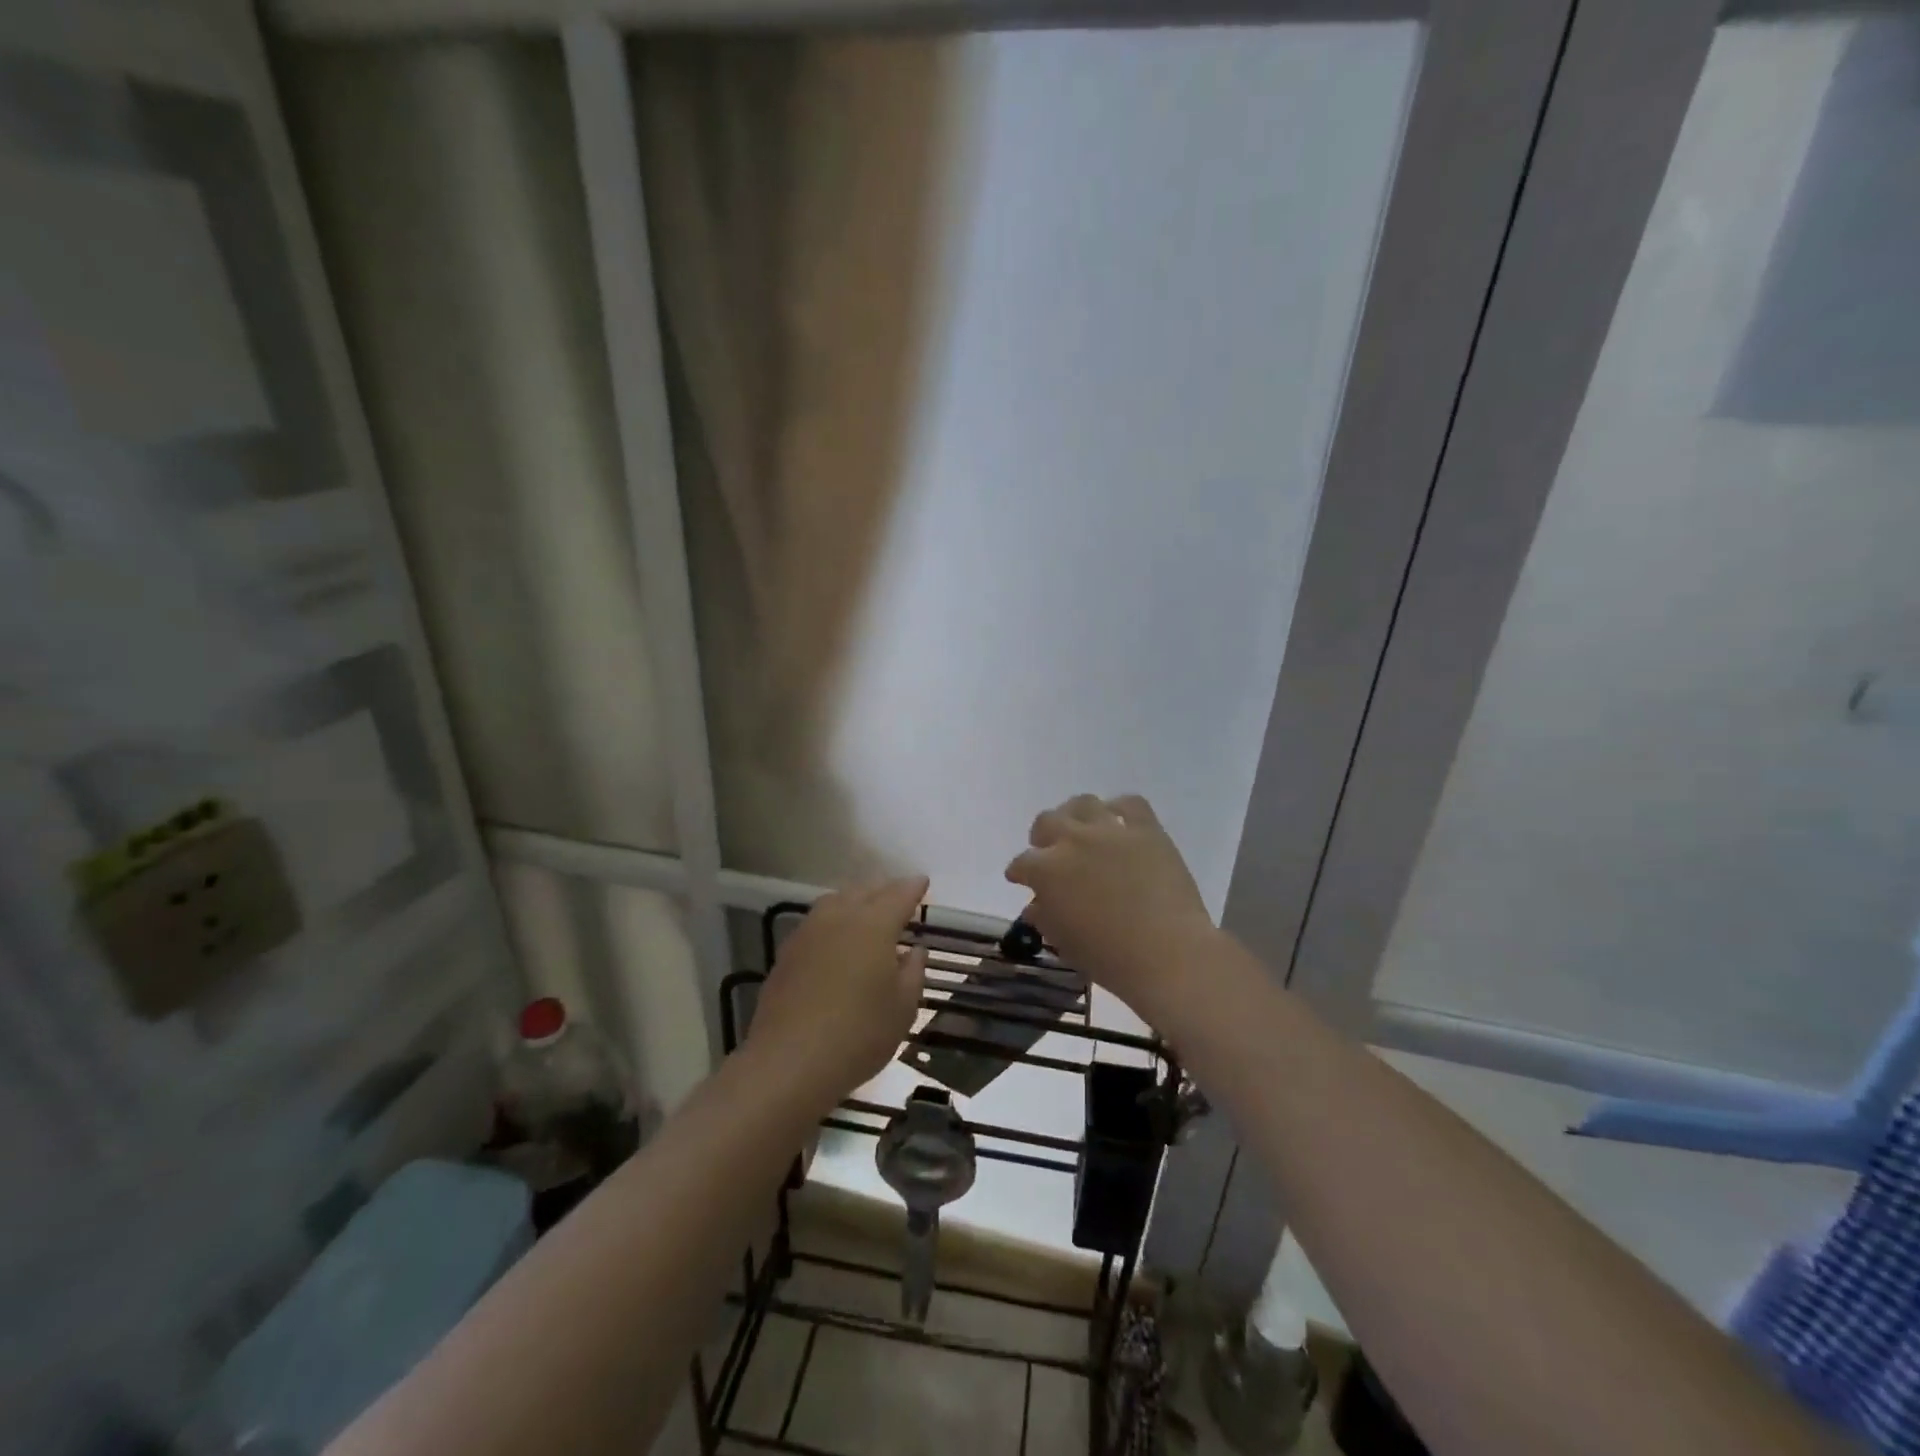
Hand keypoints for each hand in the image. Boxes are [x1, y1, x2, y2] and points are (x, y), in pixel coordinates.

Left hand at [747, 877, 929, 1107]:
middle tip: (900, 896)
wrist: (789, 1062)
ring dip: (856, 900)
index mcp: (874, 924)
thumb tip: (914, 950)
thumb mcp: (903, 1008)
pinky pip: (817, 922)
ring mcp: (808, 931)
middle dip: (885, 890)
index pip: (899, 894)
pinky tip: (837, 938)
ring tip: (868, 911)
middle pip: (866, 891)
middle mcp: (840, 916)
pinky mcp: (787, 952)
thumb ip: (913, 971)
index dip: (913, 887)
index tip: (923, 883)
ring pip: (837, 901)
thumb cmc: (858, 1034)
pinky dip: (834, 920)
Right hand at [1005, 795, 1216, 1019]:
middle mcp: (1072, 840)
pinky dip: (1120, 809)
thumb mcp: (1064, 943)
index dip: (1019, 872)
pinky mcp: (1146, 829)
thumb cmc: (1109, 958)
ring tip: (1081, 831)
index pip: (1022, 863)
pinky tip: (1119, 823)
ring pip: (1083, 804)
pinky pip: (1130, 804)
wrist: (1167, 953)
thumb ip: (1045, 918)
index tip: (1021, 879)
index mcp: (1046, 870)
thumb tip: (1035, 906)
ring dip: (1075, 816)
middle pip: (1047, 821)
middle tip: (1050, 851)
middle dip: (1042, 837)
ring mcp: (1110, 830)